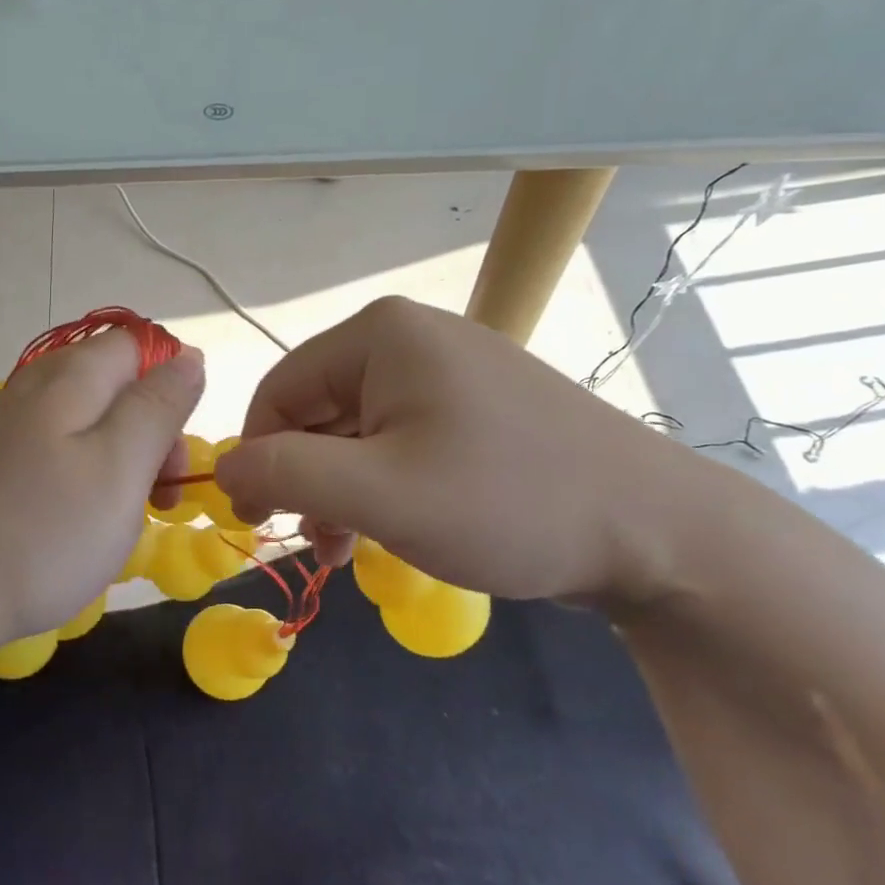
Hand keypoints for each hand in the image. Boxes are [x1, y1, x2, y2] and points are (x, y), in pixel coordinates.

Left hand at [0, 331, 203, 651]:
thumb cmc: (44, 531)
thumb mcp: (121, 466)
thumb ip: (158, 406)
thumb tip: (188, 356)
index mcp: (72, 376)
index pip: (139, 347)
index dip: (170, 389)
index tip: (173, 452)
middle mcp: (37, 386)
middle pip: (116, 386)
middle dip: (150, 433)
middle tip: (158, 498)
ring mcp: (9, 423)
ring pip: (89, 422)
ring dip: (120, 461)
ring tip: (120, 517)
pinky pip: (58, 450)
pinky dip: (83, 476)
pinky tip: (76, 519)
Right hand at [214, 297, 712, 604]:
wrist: (660, 535)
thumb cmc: (506, 502)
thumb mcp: (377, 492)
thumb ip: (284, 473)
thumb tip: (224, 473)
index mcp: (380, 335)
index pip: (277, 391)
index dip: (258, 457)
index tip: (261, 523)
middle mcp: (410, 338)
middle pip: (316, 410)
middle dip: (306, 480)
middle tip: (321, 546)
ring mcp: (448, 370)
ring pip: (356, 431)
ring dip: (341, 490)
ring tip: (351, 549)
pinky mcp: (475, 406)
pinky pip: (399, 440)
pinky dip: (381, 485)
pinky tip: (391, 528)